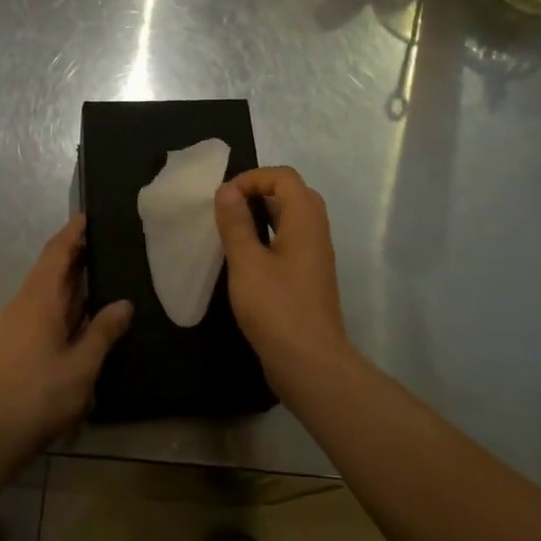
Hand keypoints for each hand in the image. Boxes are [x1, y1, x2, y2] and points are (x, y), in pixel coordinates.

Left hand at [0, 216, 132, 470]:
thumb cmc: (37, 395)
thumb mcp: (80, 366)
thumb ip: (103, 332)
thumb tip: (124, 303)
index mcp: (39, 300)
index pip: (56, 252)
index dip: (73, 232)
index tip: (92, 215)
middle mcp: (26, 304)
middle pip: (52, 268)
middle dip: (77, 252)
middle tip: (111, 240)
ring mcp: (20, 324)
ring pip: (49, 290)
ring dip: (73, 278)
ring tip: (106, 269)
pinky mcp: (20, 343)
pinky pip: (47, 309)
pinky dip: (68, 301)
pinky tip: (88, 311)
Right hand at [214, 167, 355, 390]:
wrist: (310, 363)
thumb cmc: (277, 308)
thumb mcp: (247, 263)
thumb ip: (236, 224)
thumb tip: (226, 190)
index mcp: (305, 221)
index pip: (284, 177)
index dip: (253, 179)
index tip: (224, 199)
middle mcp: (316, 233)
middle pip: (292, 195)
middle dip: (259, 193)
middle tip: (229, 210)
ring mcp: (315, 258)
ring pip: (292, 221)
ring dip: (262, 217)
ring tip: (232, 232)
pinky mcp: (308, 280)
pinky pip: (290, 244)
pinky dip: (268, 239)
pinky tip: (245, 261)